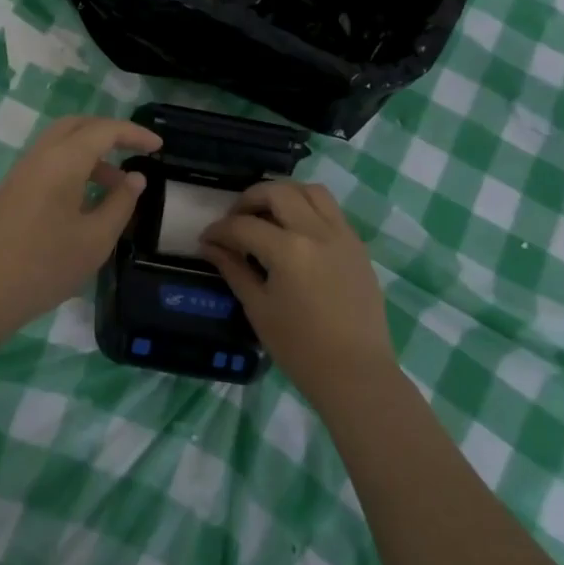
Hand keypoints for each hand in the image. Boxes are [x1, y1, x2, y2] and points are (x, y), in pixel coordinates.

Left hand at [0, 115, 161, 338]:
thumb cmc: (44, 266)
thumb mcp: (95, 239)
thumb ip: (120, 204)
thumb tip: (134, 178)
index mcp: (62, 161)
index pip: (104, 130)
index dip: (134, 134)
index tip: (158, 147)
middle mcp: (38, 156)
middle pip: (77, 126)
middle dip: (109, 133)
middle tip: (135, 152)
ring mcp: (19, 173)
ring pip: (60, 145)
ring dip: (90, 155)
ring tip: (114, 189)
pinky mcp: (9, 192)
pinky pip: (46, 164)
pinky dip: (71, 169)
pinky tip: (83, 203)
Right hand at [201, 181, 395, 402]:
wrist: (356, 373)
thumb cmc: (300, 348)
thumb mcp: (258, 308)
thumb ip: (233, 269)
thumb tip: (210, 246)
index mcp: (288, 250)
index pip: (243, 226)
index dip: (219, 230)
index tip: (206, 239)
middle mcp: (317, 231)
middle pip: (278, 192)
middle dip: (249, 199)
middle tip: (235, 220)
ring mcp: (342, 235)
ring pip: (311, 190)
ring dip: (284, 194)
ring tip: (268, 215)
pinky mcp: (357, 245)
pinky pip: (331, 210)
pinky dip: (308, 208)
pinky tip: (295, 232)